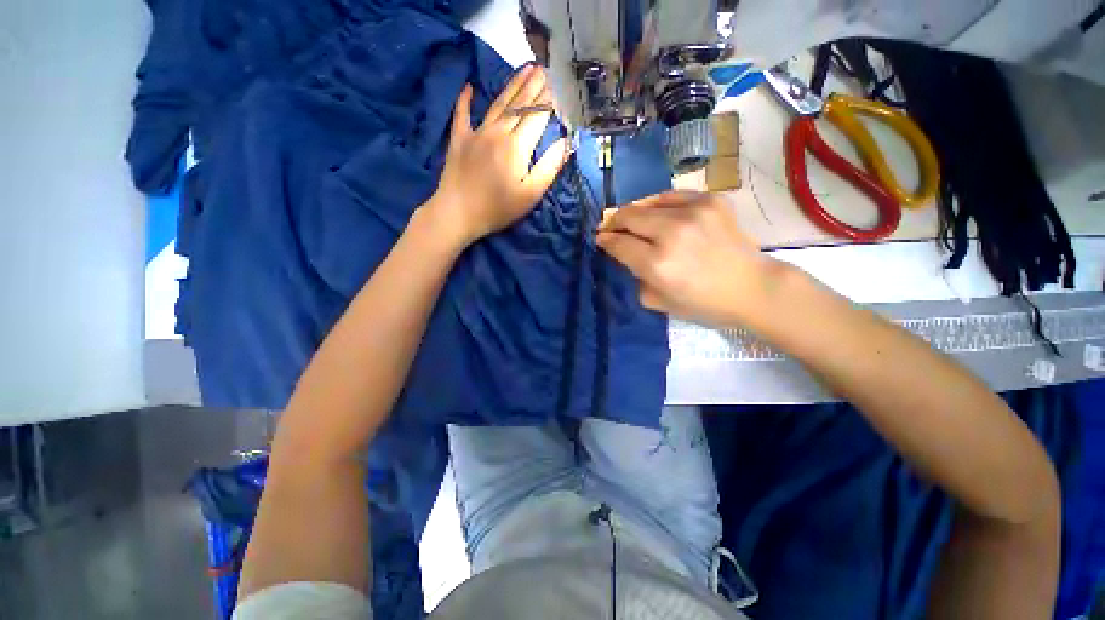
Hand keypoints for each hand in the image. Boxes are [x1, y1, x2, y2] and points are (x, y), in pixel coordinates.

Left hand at [426, 65, 569, 247]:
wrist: (458, 213)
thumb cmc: (498, 208)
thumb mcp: (530, 195)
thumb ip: (549, 167)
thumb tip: (564, 143)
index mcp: (517, 146)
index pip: (537, 117)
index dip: (548, 102)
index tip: (558, 87)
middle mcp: (497, 131)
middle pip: (519, 105)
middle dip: (534, 87)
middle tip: (544, 69)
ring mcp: (475, 133)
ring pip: (498, 104)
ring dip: (512, 85)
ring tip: (524, 69)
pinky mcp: (459, 139)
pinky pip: (462, 114)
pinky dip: (465, 100)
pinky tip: (469, 87)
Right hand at [596, 191, 784, 326]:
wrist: (752, 287)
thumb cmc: (703, 303)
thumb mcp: (658, 301)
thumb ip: (635, 276)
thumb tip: (627, 254)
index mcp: (657, 264)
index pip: (619, 243)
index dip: (605, 240)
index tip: (600, 238)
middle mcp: (672, 233)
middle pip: (629, 216)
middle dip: (614, 222)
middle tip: (610, 227)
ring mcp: (693, 212)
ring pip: (648, 202)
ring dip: (634, 212)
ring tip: (632, 219)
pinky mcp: (710, 201)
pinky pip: (672, 196)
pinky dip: (659, 205)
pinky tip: (658, 213)